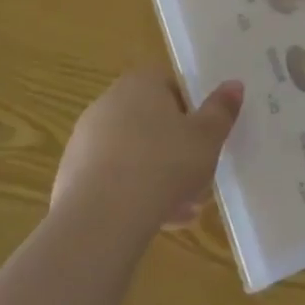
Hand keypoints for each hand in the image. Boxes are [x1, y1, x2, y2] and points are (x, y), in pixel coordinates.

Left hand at [53, 67, 243, 229]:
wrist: (101, 219)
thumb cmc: (163, 165)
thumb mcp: (207, 137)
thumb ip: (222, 109)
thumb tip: (233, 84)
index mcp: (140, 84)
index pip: (170, 84)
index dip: (192, 108)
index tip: (206, 134)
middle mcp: (107, 104)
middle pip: (151, 120)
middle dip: (177, 147)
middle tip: (200, 172)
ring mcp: (85, 142)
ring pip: (134, 153)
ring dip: (158, 175)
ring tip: (185, 208)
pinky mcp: (71, 178)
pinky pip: (113, 179)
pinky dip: (134, 194)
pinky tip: (157, 220)